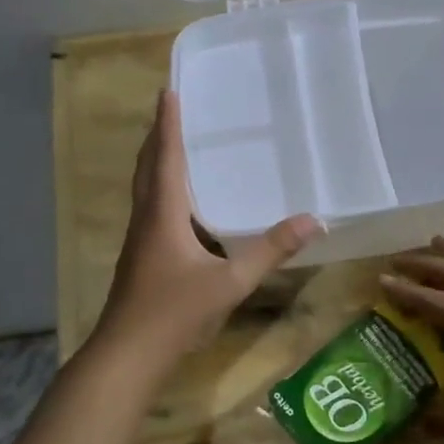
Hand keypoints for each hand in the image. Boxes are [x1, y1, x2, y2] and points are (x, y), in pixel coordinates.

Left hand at [93, 91, 321, 368]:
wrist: (129, 353)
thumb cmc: (176, 312)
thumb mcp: (230, 282)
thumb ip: (271, 250)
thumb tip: (314, 220)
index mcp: (163, 214)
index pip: (166, 157)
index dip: (168, 124)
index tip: (168, 90)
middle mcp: (146, 219)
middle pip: (148, 167)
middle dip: (159, 136)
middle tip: (173, 109)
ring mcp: (140, 240)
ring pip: (146, 188)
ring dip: (157, 161)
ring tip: (176, 145)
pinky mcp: (142, 257)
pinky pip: (152, 209)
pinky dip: (163, 190)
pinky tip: (183, 204)